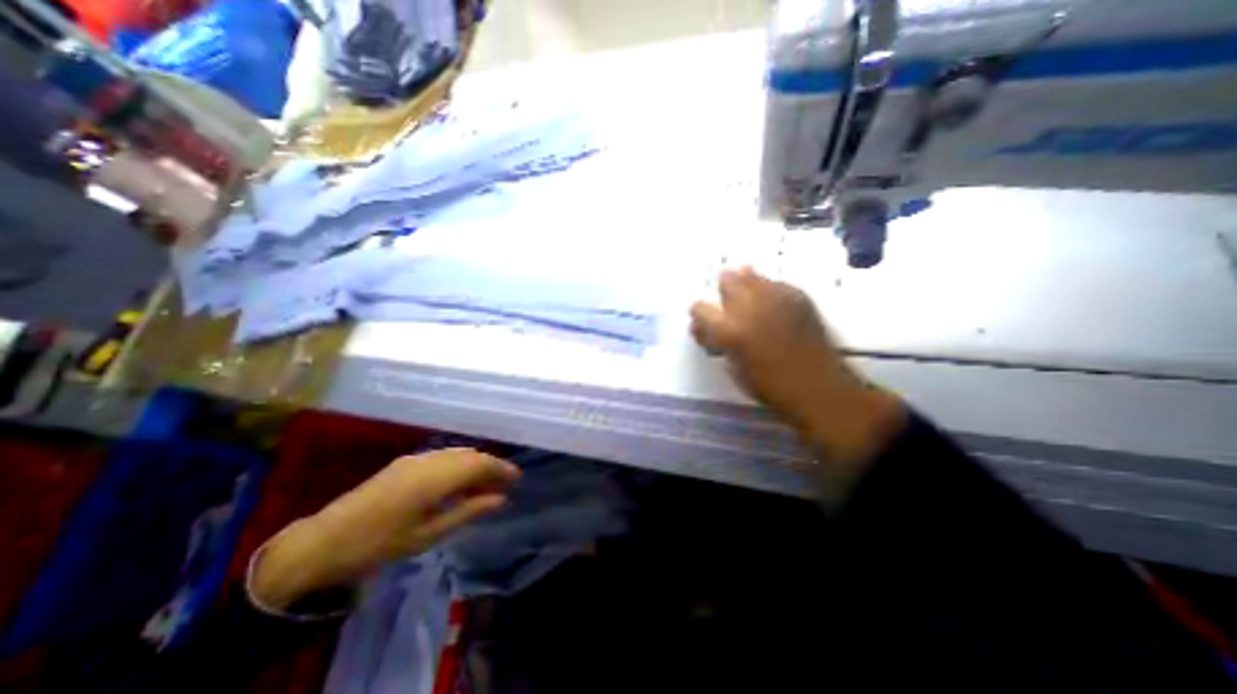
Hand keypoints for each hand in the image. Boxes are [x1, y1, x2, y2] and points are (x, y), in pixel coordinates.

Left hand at [250, 451, 521, 606]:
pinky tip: (461, 479)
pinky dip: (459, 463)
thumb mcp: (429, 534)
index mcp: (435, 478)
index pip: (480, 464)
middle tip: (506, 482)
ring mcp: (415, 458)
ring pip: (457, 452)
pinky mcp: (405, 462)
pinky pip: (443, 455)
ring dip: (476, 463)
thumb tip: (500, 499)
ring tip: (487, 482)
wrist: (322, 542)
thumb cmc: (379, 545)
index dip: (501, 468)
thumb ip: (468, 511)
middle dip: (491, 465)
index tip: (517, 477)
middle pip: (471, 455)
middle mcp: (429, 460)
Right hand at [693, 269, 905, 468]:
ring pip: (751, 274)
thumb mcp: (732, 368)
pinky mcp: (798, 295)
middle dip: (723, 292)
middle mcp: (750, 306)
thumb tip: (707, 331)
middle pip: (727, 279)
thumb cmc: (769, 386)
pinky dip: (768, 291)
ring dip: (745, 286)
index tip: (705, 326)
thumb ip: (717, 343)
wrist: (818, 387)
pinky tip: (773, 307)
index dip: (699, 317)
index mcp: (730, 330)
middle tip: (728, 308)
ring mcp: (776, 297)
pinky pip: (774, 283)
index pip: (699, 307)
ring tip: (750, 302)